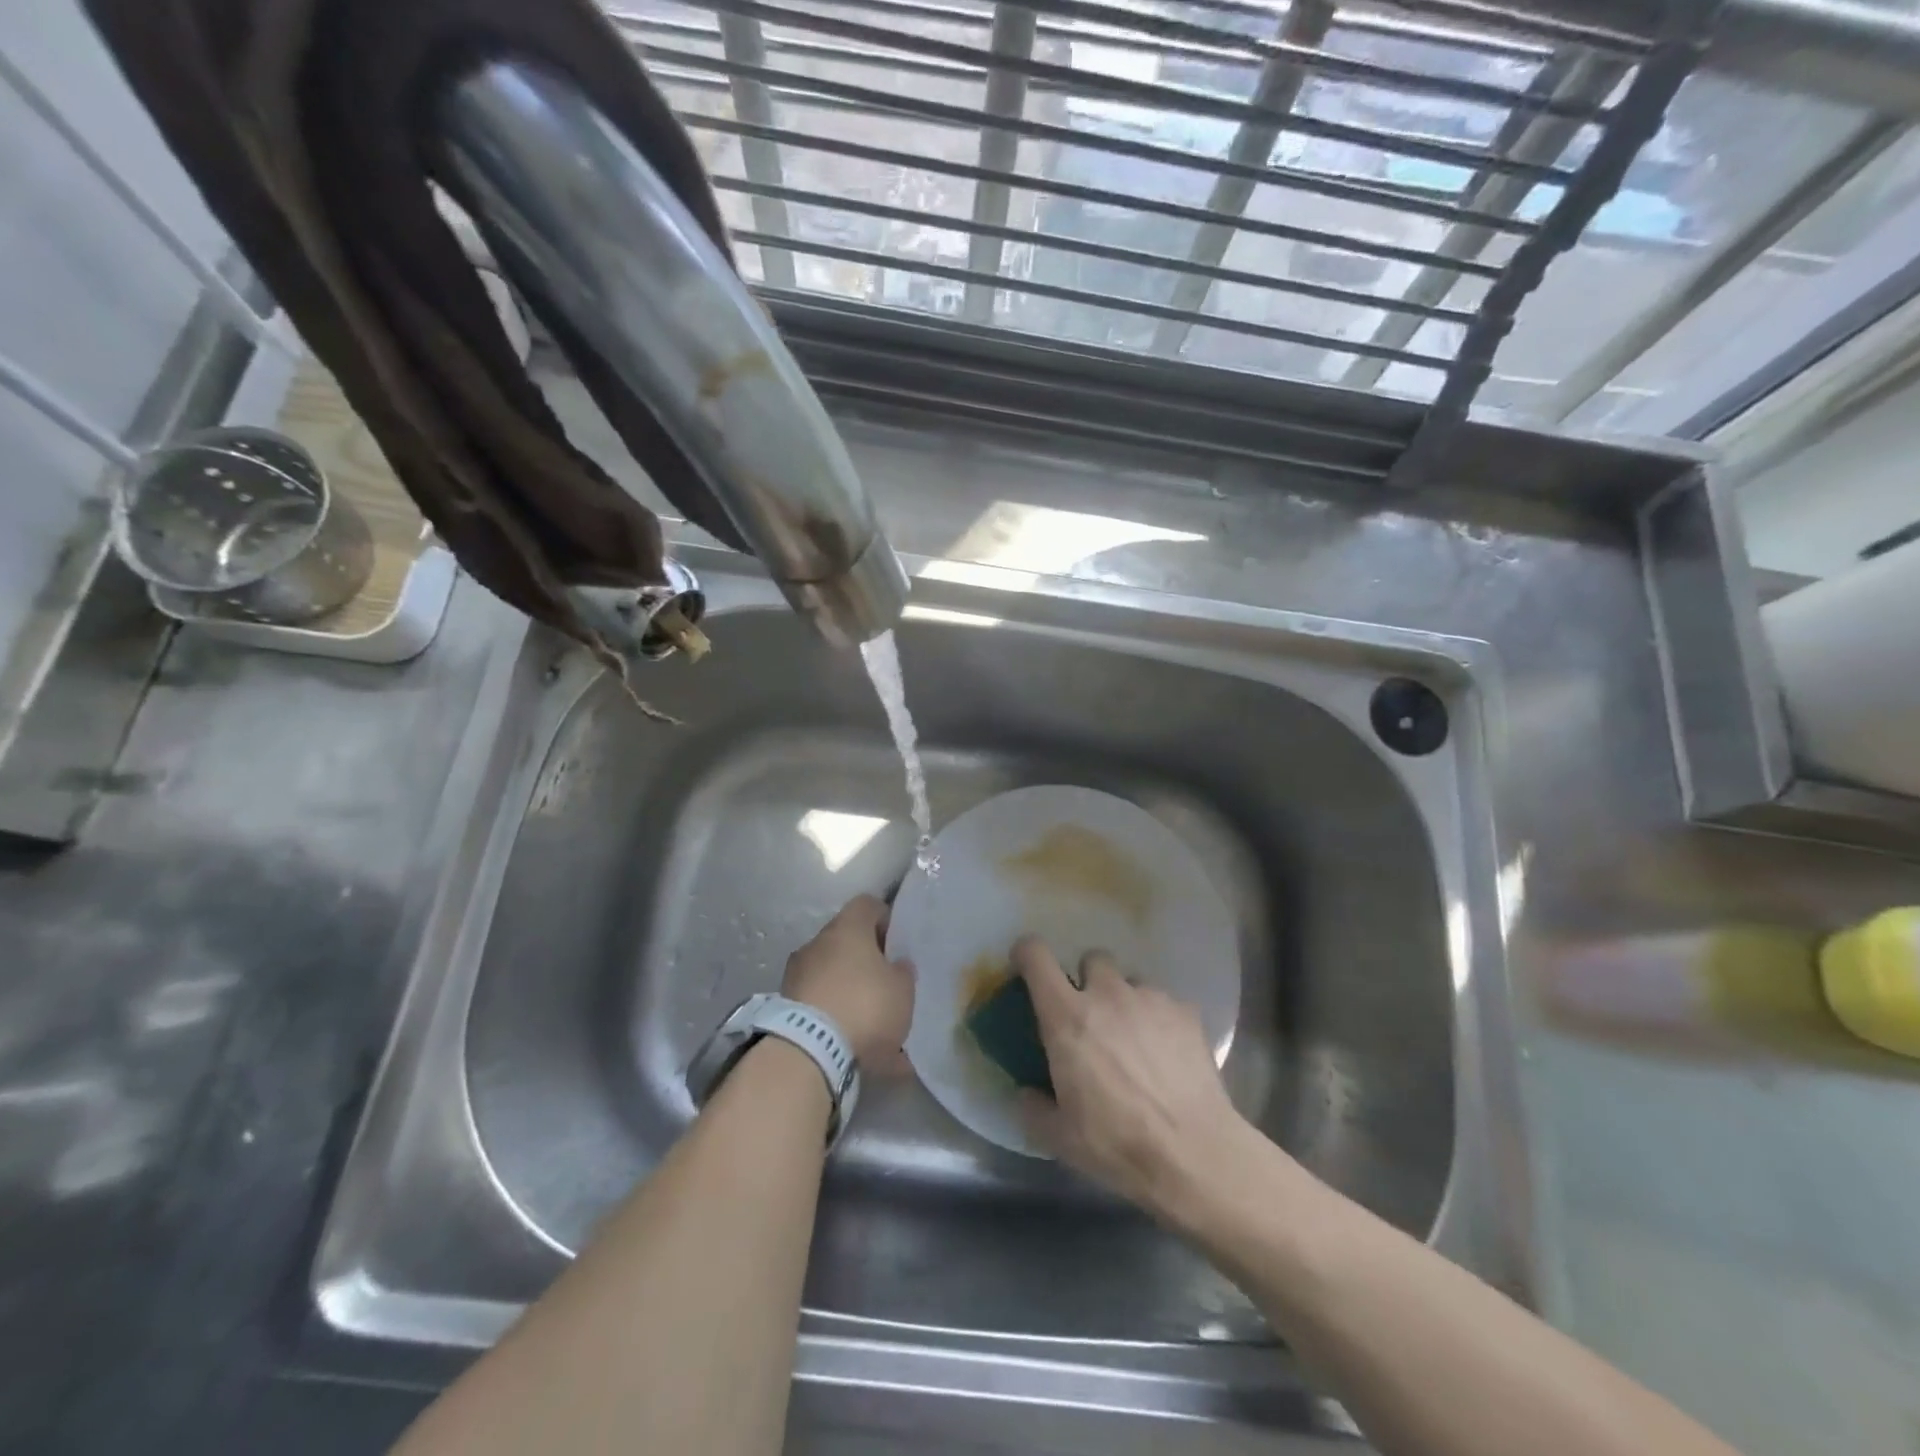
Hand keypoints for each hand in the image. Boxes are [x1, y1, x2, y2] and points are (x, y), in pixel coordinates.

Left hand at [783, 895, 914, 1072]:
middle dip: (864, 958)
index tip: (896, 943)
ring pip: (830, 972)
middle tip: (885, 982)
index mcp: (848, 928)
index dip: (884, 918)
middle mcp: (818, 942)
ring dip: (847, 987)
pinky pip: (817, 1001)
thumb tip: (896, 964)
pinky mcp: (784, 1006)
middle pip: (846, 939)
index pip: (867, 904)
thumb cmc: (865, 1006)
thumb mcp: (902, 990)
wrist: (808, 1052)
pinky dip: (832, 1014)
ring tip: (868, 1019)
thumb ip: (902, 972)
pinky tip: (849, 1039)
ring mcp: (796, 973)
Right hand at [1014, 937, 1254, 1223]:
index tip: (1026, 967)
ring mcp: (1150, 998)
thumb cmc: (1117, 1143)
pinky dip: (1159, 1020)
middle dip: (1087, 980)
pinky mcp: (1186, 1012)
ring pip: (1131, 981)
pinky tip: (1167, 1056)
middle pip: (1091, 959)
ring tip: (1134, 1041)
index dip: (1027, 953)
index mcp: (1067, 1016)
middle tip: (1091, 1017)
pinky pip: (1164, 1003)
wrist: (1194, 1154)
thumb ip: (1033, 1107)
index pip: (1036, 956)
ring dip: (1125, 1001)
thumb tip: (1027, 1092)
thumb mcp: (1059, 1137)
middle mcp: (1107, 994)